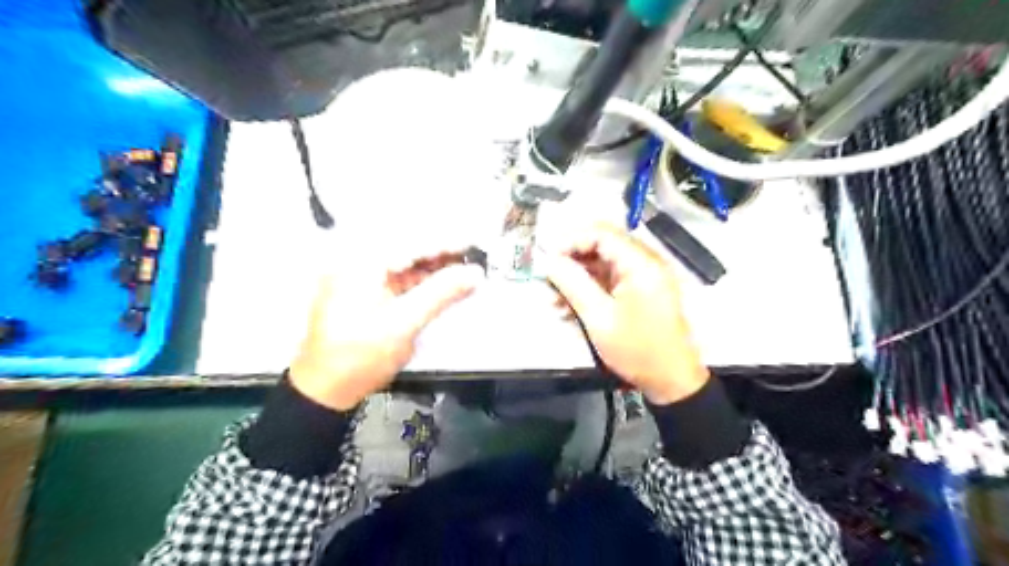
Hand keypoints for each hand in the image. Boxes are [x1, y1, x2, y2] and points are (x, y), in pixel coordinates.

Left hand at [290, 253, 482, 409]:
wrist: (325, 390)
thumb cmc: (361, 355)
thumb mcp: (405, 323)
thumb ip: (441, 293)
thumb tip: (475, 273)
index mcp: (361, 263)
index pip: (412, 244)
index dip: (447, 244)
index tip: (475, 244)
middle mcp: (357, 262)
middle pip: (407, 250)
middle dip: (441, 254)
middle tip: (473, 257)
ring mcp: (357, 278)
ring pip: (403, 265)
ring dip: (431, 268)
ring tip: (462, 271)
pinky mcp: (362, 294)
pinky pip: (396, 279)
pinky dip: (419, 282)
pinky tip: (440, 285)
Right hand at [544, 224, 706, 403]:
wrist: (671, 380)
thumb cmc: (637, 349)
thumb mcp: (598, 317)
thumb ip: (573, 284)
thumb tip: (549, 262)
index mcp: (640, 263)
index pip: (601, 234)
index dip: (571, 241)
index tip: (548, 259)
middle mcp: (644, 262)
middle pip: (601, 246)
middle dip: (571, 261)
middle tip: (548, 278)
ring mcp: (642, 277)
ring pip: (602, 264)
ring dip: (577, 277)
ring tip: (554, 299)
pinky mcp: (639, 291)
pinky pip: (609, 280)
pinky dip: (589, 289)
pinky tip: (569, 308)